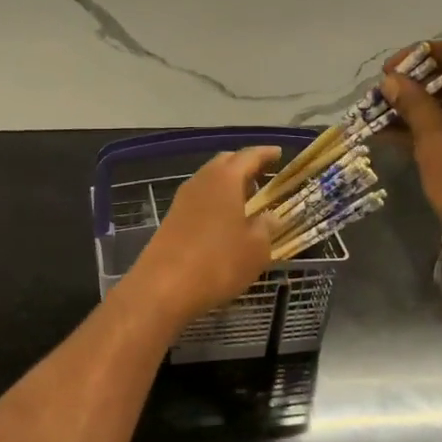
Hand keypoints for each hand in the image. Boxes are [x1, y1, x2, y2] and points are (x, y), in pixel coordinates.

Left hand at [121, 146, 280, 326]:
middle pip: (225, 163)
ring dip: (228, 185)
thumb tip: (270, 217)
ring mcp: (182, 200)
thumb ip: (266, 228)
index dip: (265, 154)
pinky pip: (199, 200)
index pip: (248, 156)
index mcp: (224, 179)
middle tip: (263, 176)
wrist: (163, 287)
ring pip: (209, 181)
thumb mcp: (255, 249)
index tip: (278, 154)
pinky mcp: (171, 219)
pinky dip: (215, 201)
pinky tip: (224, 220)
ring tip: (246, 199)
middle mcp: (201, 181)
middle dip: (244, 165)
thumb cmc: (218, 263)